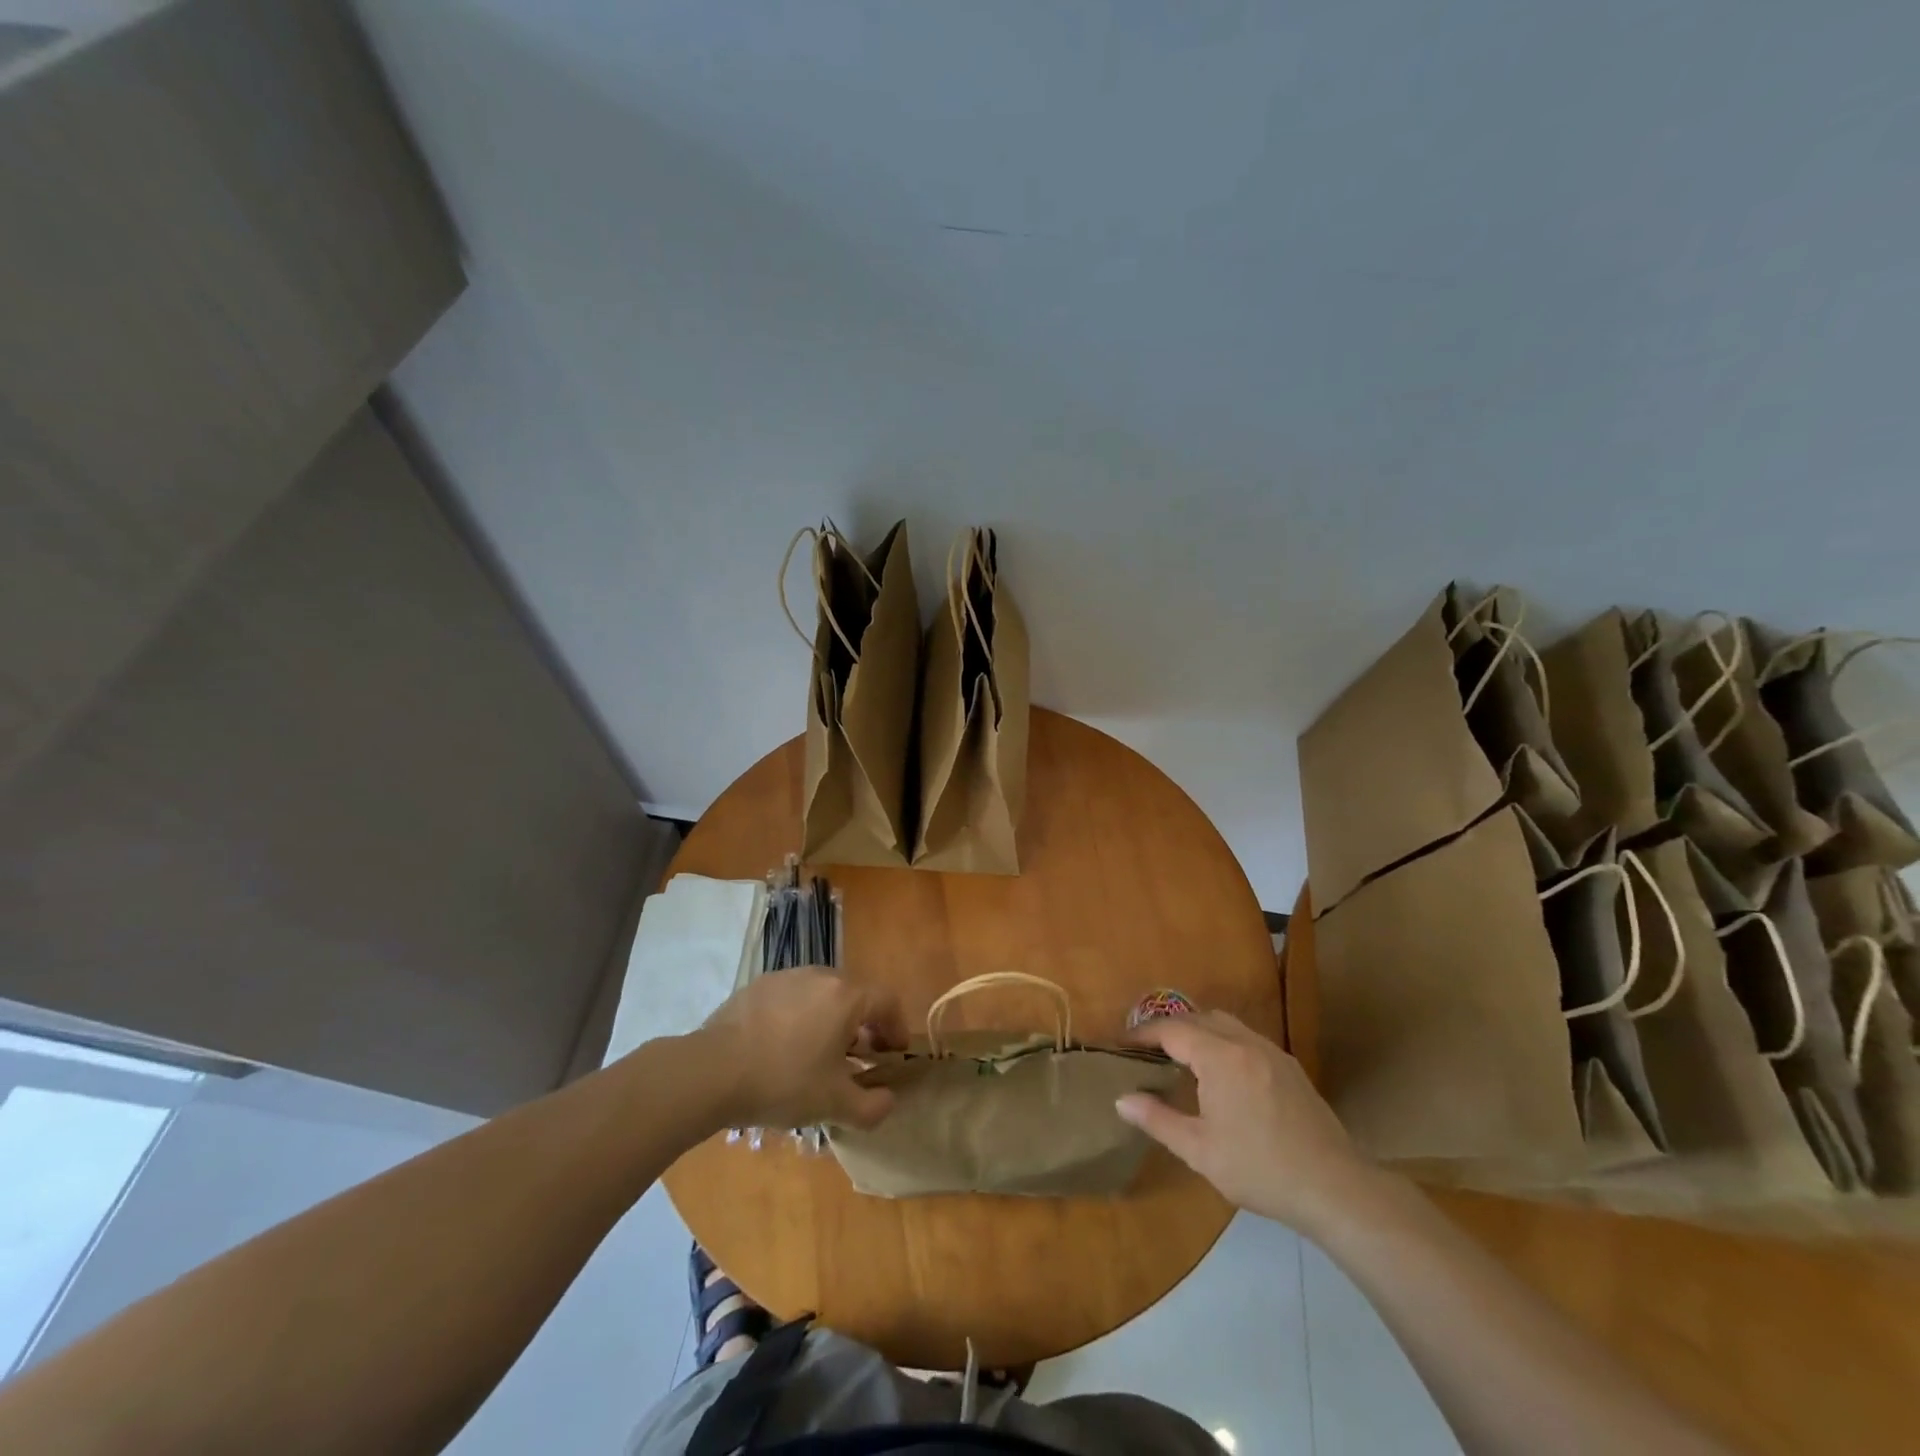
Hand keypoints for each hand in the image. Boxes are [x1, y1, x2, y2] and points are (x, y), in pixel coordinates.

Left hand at [698, 969, 906, 1130]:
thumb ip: (872, 1106)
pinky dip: (798, 1018)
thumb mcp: (834, 1105)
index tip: (892, 1055)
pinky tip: (781, 1048)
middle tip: (856, 1058)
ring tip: (816, 1055)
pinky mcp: (757, 986)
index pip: (887, 1002)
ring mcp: (786, 977)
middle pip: (854, 995)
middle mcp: (820, 976)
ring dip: (829, 1020)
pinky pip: (791, 998)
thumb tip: (887, 1100)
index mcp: (846, 996)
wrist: (712, 1071)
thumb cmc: (783, 1082)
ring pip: (821, 995)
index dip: (896, 1028)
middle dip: (862, 1025)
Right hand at [1116, 1010, 1381, 1233]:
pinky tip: (1221, 1073)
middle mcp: (1245, 1043)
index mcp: (1220, 1057)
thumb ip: (1158, 1119)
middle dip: (1169, 1028)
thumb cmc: (1261, 1170)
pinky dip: (1223, 1041)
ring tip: (1180, 1057)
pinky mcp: (1289, 1067)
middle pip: (1198, 1018)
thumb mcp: (1200, 1151)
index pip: (1171, 1030)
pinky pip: (1246, 1038)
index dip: (1143, 1033)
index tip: (1121, 1044)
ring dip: (1198, 1031)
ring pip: (1225, 1023)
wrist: (1335, 1189)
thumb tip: (1122, 1099)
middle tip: (1147, 1049)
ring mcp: (1272, 1052)